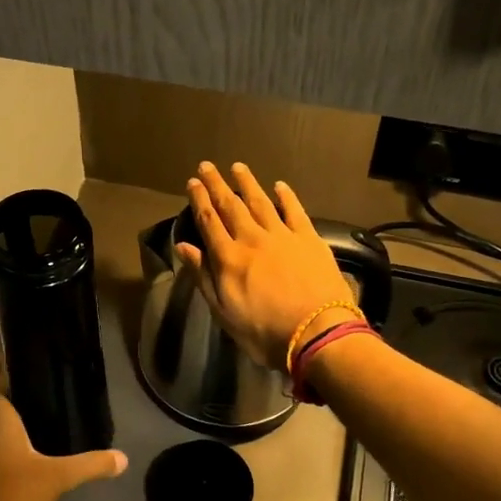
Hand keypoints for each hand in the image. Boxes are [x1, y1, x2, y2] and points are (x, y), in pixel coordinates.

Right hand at [177, 161, 357, 371]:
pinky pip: (295, 211)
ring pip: (261, 202)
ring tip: (238, 167)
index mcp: (229, 258)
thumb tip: (182, 246)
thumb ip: (203, 276)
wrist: (317, 333)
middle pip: (231, 206)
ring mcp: (282, 236)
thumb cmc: (265, 332)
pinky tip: (279, 185)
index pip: (209, 222)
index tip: (193, 182)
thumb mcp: (224, 312)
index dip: (199, 200)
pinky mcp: (309, 239)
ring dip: (248, 183)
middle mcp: (252, 239)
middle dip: (217, 185)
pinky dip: (286, 196)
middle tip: (208, 166)